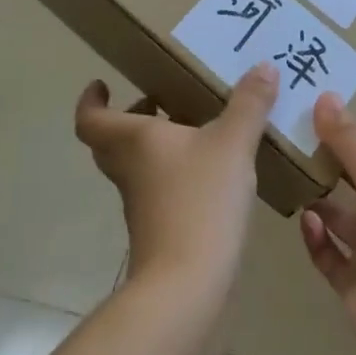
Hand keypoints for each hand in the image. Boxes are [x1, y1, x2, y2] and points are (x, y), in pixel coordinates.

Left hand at [75, 64, 277, 290]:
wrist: (186, 289)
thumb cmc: (199, 201)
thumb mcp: (233, 143)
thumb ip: (249, 104)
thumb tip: (264, 66)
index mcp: (134, 140)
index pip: (91, 119)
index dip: (91, 101)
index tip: (102, 85)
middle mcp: (131, 170)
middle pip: (114, 141)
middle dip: (132, 119)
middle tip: (160, 101)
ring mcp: (143, 205)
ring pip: (138, 166)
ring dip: (158, 147)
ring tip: (199, 129)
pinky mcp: (161, 231)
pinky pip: (161, 191)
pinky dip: (178, 175)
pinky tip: (215, 172)